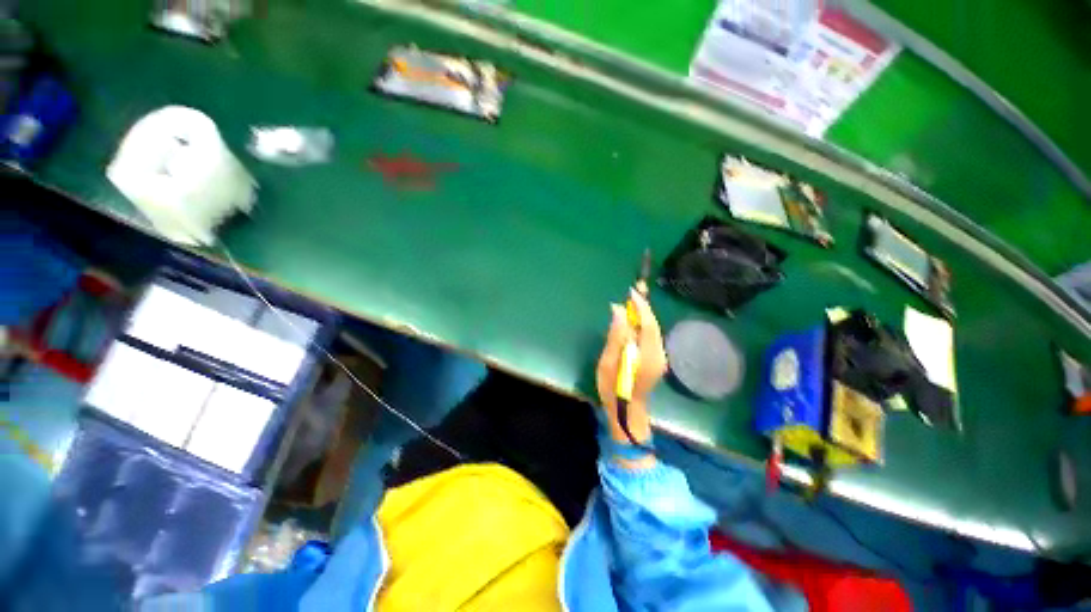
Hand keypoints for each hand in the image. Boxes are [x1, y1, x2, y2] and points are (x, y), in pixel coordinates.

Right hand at [596, 288, 667, 443]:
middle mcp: (659, 354)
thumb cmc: (613, 389)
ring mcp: (660, 358)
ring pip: (653, 330)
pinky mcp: (657, 360)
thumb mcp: (608, 362)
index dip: (641, 306)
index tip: (631, 292)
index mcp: (648, 355)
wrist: (627, 412)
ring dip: (642, 316)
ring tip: (628, 306)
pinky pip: (651, 336)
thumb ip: (616, 336)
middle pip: (653, 325)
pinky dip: (642, 326)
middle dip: (642, 308)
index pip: (648, 324)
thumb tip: (618, 310)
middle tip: (630, 295)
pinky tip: (632, 323)